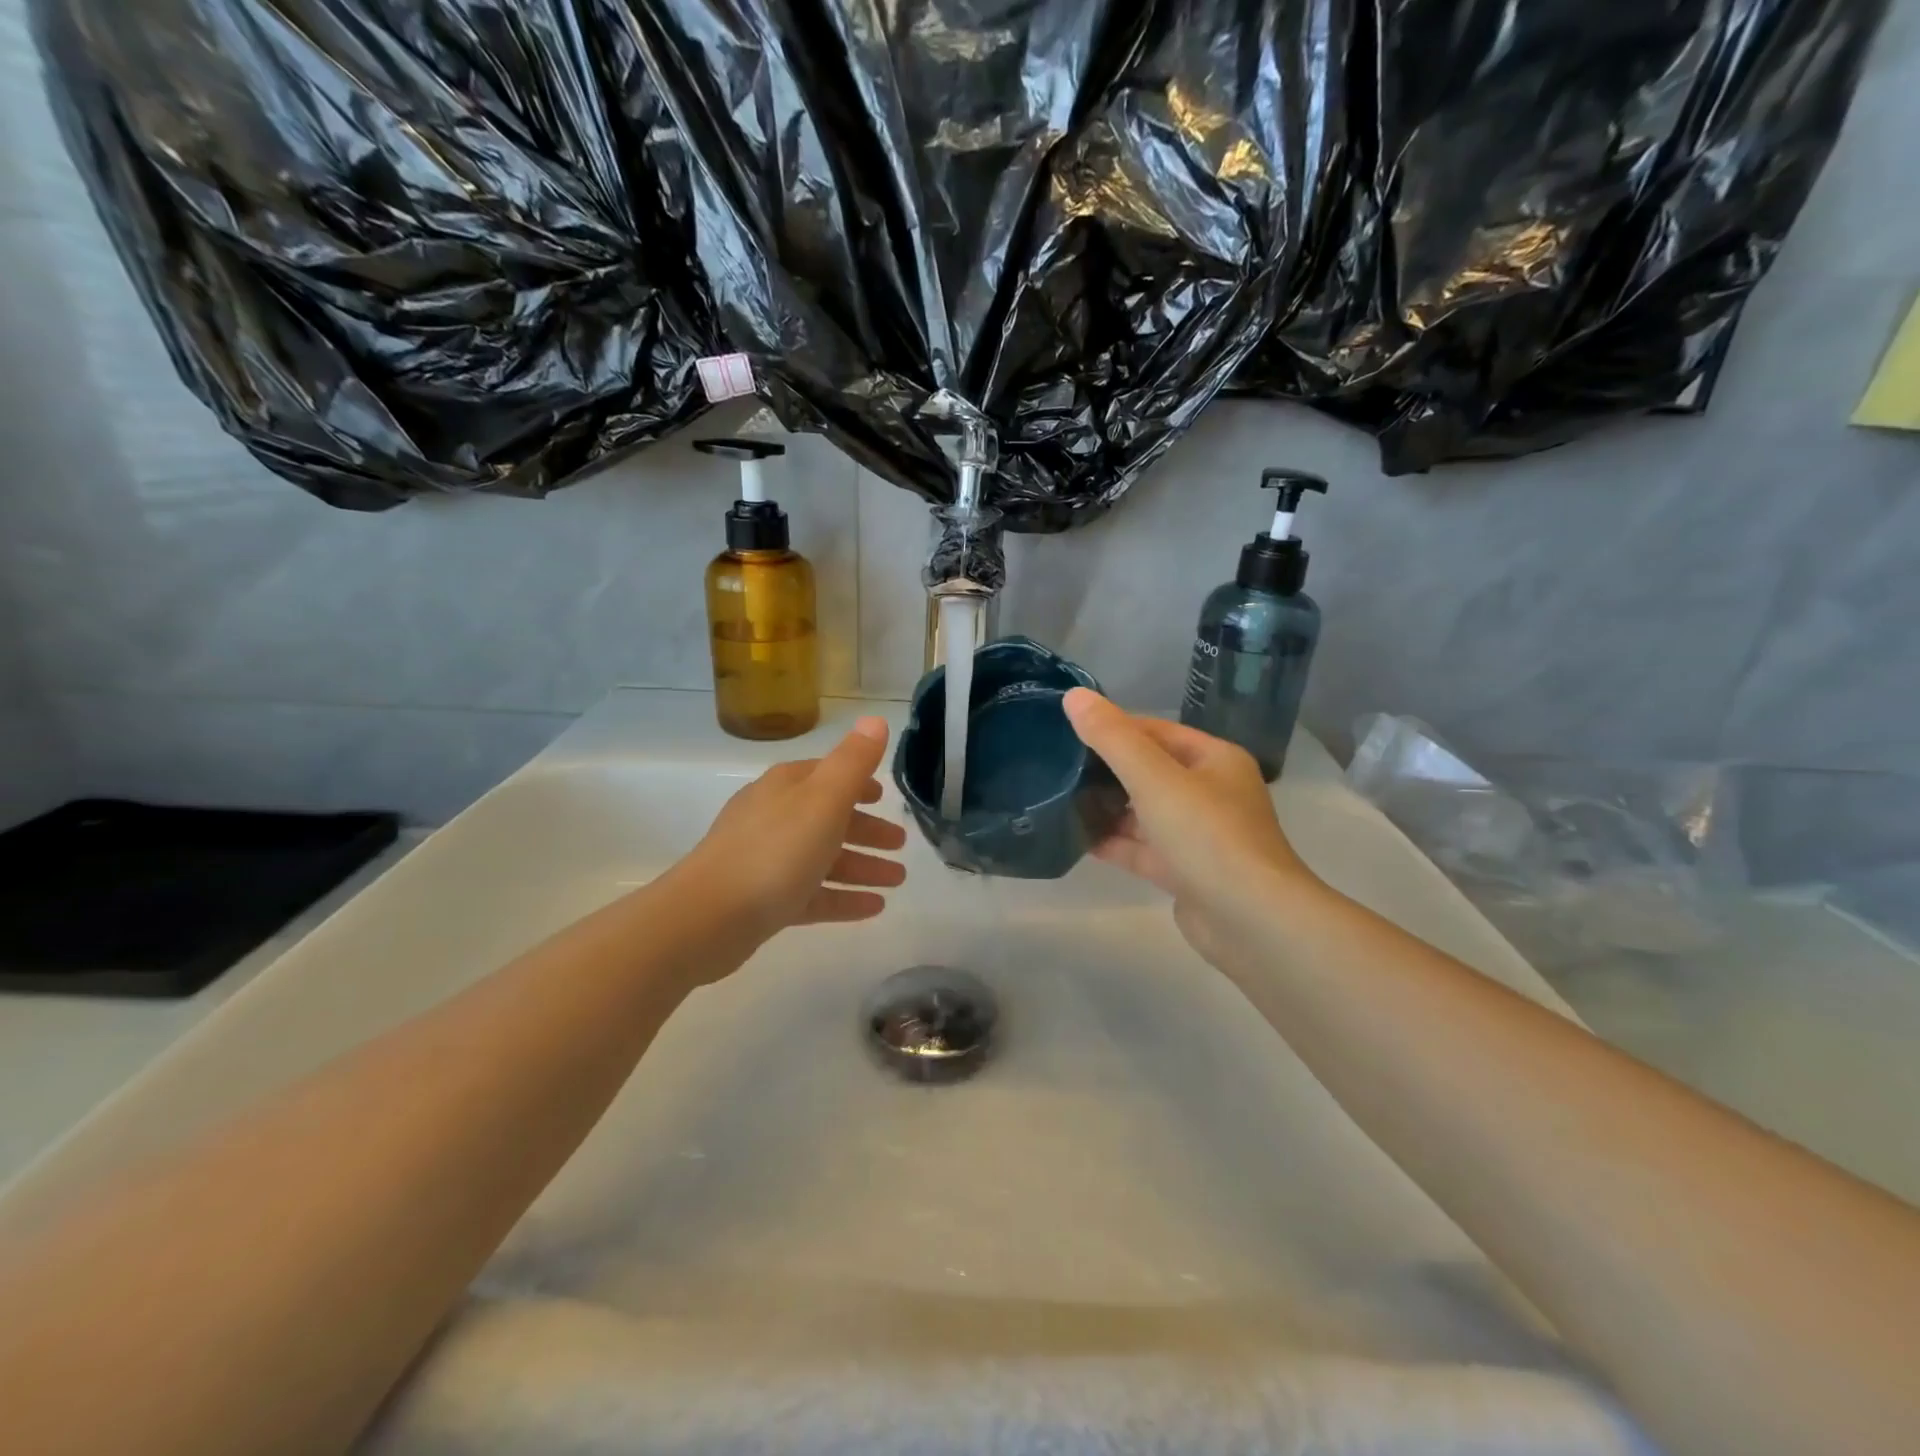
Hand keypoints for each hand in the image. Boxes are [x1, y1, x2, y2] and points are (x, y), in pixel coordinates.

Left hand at [681, 717, 908, 937]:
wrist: (708, 918)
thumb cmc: (774, 851)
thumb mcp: (823, 799)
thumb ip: (853, 761)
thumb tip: (875, 720)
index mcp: (786, 787)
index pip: (827, 775)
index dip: (858, 784)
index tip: (884, 797)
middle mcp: (773, 818)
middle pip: (828, 819)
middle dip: (867, 830)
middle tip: (900, 845)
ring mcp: (766, 861)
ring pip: (823, 859)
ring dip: (862, 867)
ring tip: (896, 881)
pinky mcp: (763, 901)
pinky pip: (812, 895)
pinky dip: (843, 898)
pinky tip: (874, 908)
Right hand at [1064, 689, 1318, 972]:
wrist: (1250, 921)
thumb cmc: (1206, 836)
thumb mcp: (1154, 778)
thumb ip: (1112, 738)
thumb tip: (1073, 696)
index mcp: (1214, 760)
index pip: (1157, 732)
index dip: (1114, 728)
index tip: (1069, 730)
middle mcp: (1211, 793)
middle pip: (1150, 772)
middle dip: (1107, 770)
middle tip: (1057, 766)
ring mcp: (1200, 836)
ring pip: (1145, 813)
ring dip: (1108, 808)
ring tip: (1059, 799)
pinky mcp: (1186, 873)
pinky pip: (1144, 849)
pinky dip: (1115, 843)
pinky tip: (1077, 840)